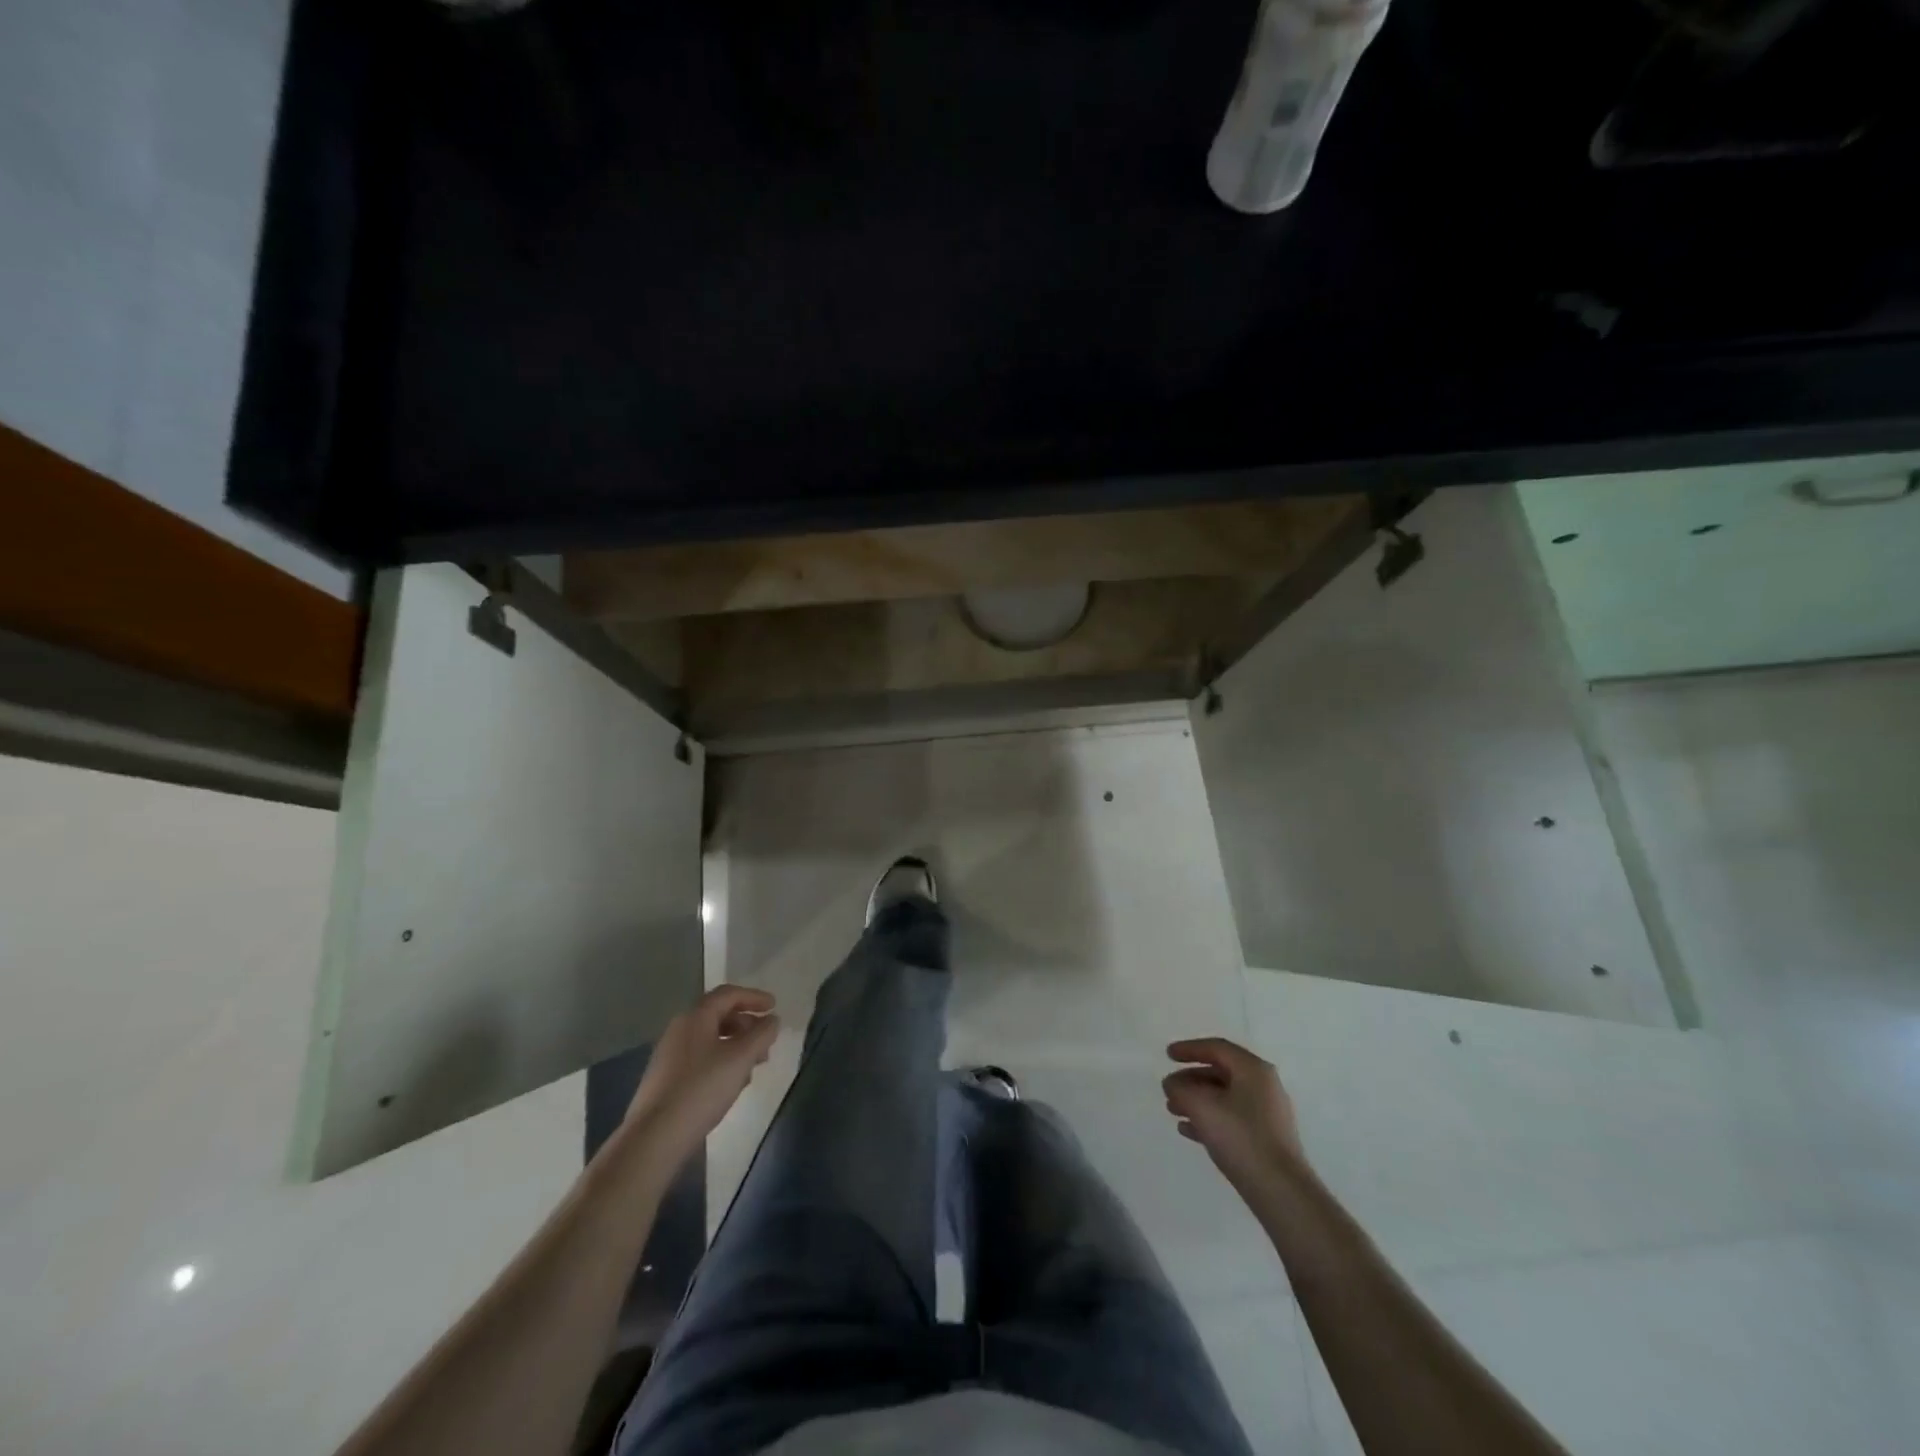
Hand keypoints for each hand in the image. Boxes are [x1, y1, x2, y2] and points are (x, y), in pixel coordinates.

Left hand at [622, 985, 780, 1174]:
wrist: (654, 1137)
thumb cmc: (702, 1089)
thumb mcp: (741, 1058)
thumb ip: (762, 1034)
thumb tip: (772, 1020)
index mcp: (696, 1017)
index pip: (729, 994)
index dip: (754, 997)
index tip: (775, 1007)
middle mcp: (680, 1029)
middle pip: (719, 1015)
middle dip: (747, 1025)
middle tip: (766, 1042)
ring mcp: (670, 1055)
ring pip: (711, 1039)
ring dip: (736, 1046)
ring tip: (753, 1067)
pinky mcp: (666, 1079)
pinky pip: (701, 1058)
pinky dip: (721, 1062)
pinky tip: (731, 1084)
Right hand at [1164, 1037, 1303, 1192]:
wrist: (1280, 1191)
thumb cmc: (1240, 1137)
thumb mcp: (1201, 1106)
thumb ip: (1180, 1089)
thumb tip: (1172, 1084)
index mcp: (1253, 1070)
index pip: (1217, 1048)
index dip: (1189, 1049)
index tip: (1167, 1055)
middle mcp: (1264, 1086)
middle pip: (1220, 1072)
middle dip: (1191, 1079)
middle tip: (1168, 1088)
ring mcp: (1267, 1113)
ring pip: (1224, 1097)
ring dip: (1197, 1100)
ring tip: (1173, 1110)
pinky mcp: (1266, 1138)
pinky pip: (1232, 1118)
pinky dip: (1209, 1118)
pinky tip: (1188, 1130)